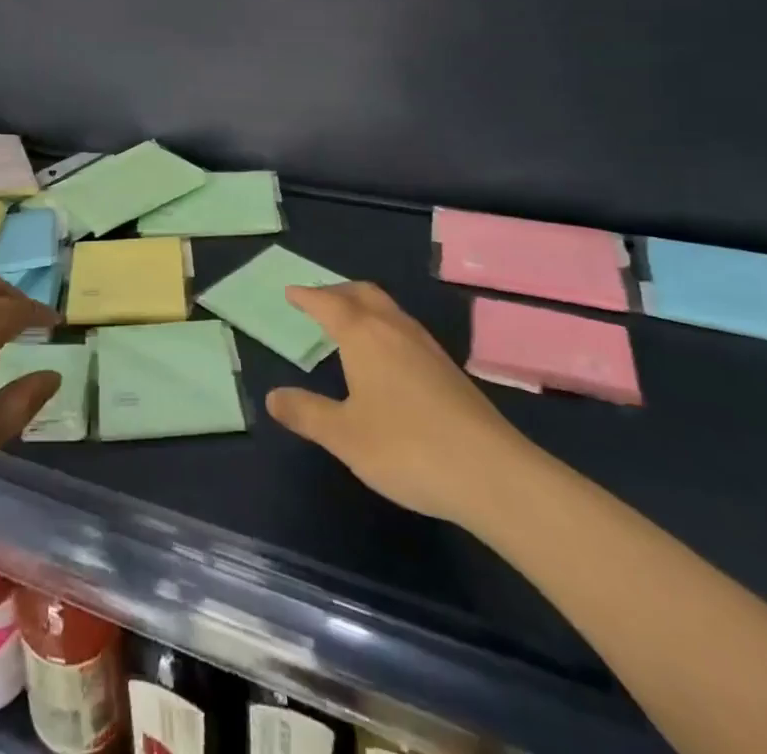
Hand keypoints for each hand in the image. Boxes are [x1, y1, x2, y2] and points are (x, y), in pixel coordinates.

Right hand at [265, 282, 542, 525]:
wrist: (493, 474)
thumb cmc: (406, 447)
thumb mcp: (344, 436)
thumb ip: (307, 413)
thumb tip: (272, 397)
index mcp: (364, 335)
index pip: (328, 303)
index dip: (307, 297)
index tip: (291, 293)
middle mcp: (395, 330)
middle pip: (363, 294)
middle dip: (337, 292)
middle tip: (318, 300)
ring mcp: (427, 348)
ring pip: (389, 309)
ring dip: (364, 306)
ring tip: (348, 322)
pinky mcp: (449, 370)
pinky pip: (405, 329)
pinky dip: (384, 326)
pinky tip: (386, 357)